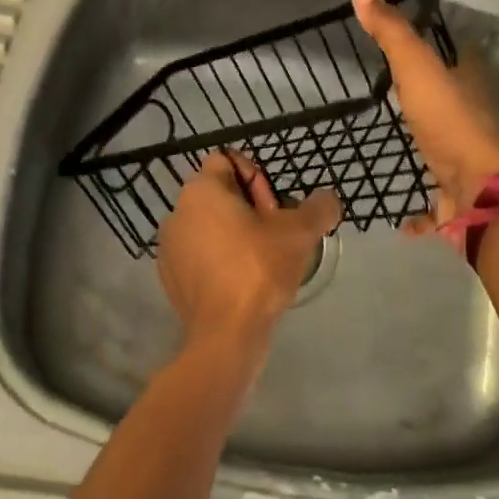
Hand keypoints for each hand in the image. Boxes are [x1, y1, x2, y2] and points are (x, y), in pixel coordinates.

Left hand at [157, 152, 338, 356]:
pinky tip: (242, 283)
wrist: (225, 336)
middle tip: (274, 237)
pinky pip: (200, 254)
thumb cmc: (258, 270)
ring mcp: (169, 246)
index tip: (274, 210)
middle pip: (220, 194)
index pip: (228, 161)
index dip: (257, 179)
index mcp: (201, 190)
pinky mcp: (170, 276)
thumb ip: (319, 208)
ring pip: (209, 225)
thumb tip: (328, 201)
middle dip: (250, 208)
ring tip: (262, 261)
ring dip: (235, 234)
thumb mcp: (299, 233)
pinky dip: (220, 260)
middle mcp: (178, 211)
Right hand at [351, 0, 498, 215]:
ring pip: (446, 152)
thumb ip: (391, 33)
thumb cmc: (448, 123)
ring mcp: (466, 163)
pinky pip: (435, 204)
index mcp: (468, 89)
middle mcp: (472, 122)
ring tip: (397, 147)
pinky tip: (400, 218)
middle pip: (454, 105)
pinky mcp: (456, 199)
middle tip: (399, 97)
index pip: (461, 59)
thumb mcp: (416, 69)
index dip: (446, 50)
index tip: (418, 49)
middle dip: (433, 102)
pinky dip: (421, 211)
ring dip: (428, 150)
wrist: (477, 192)